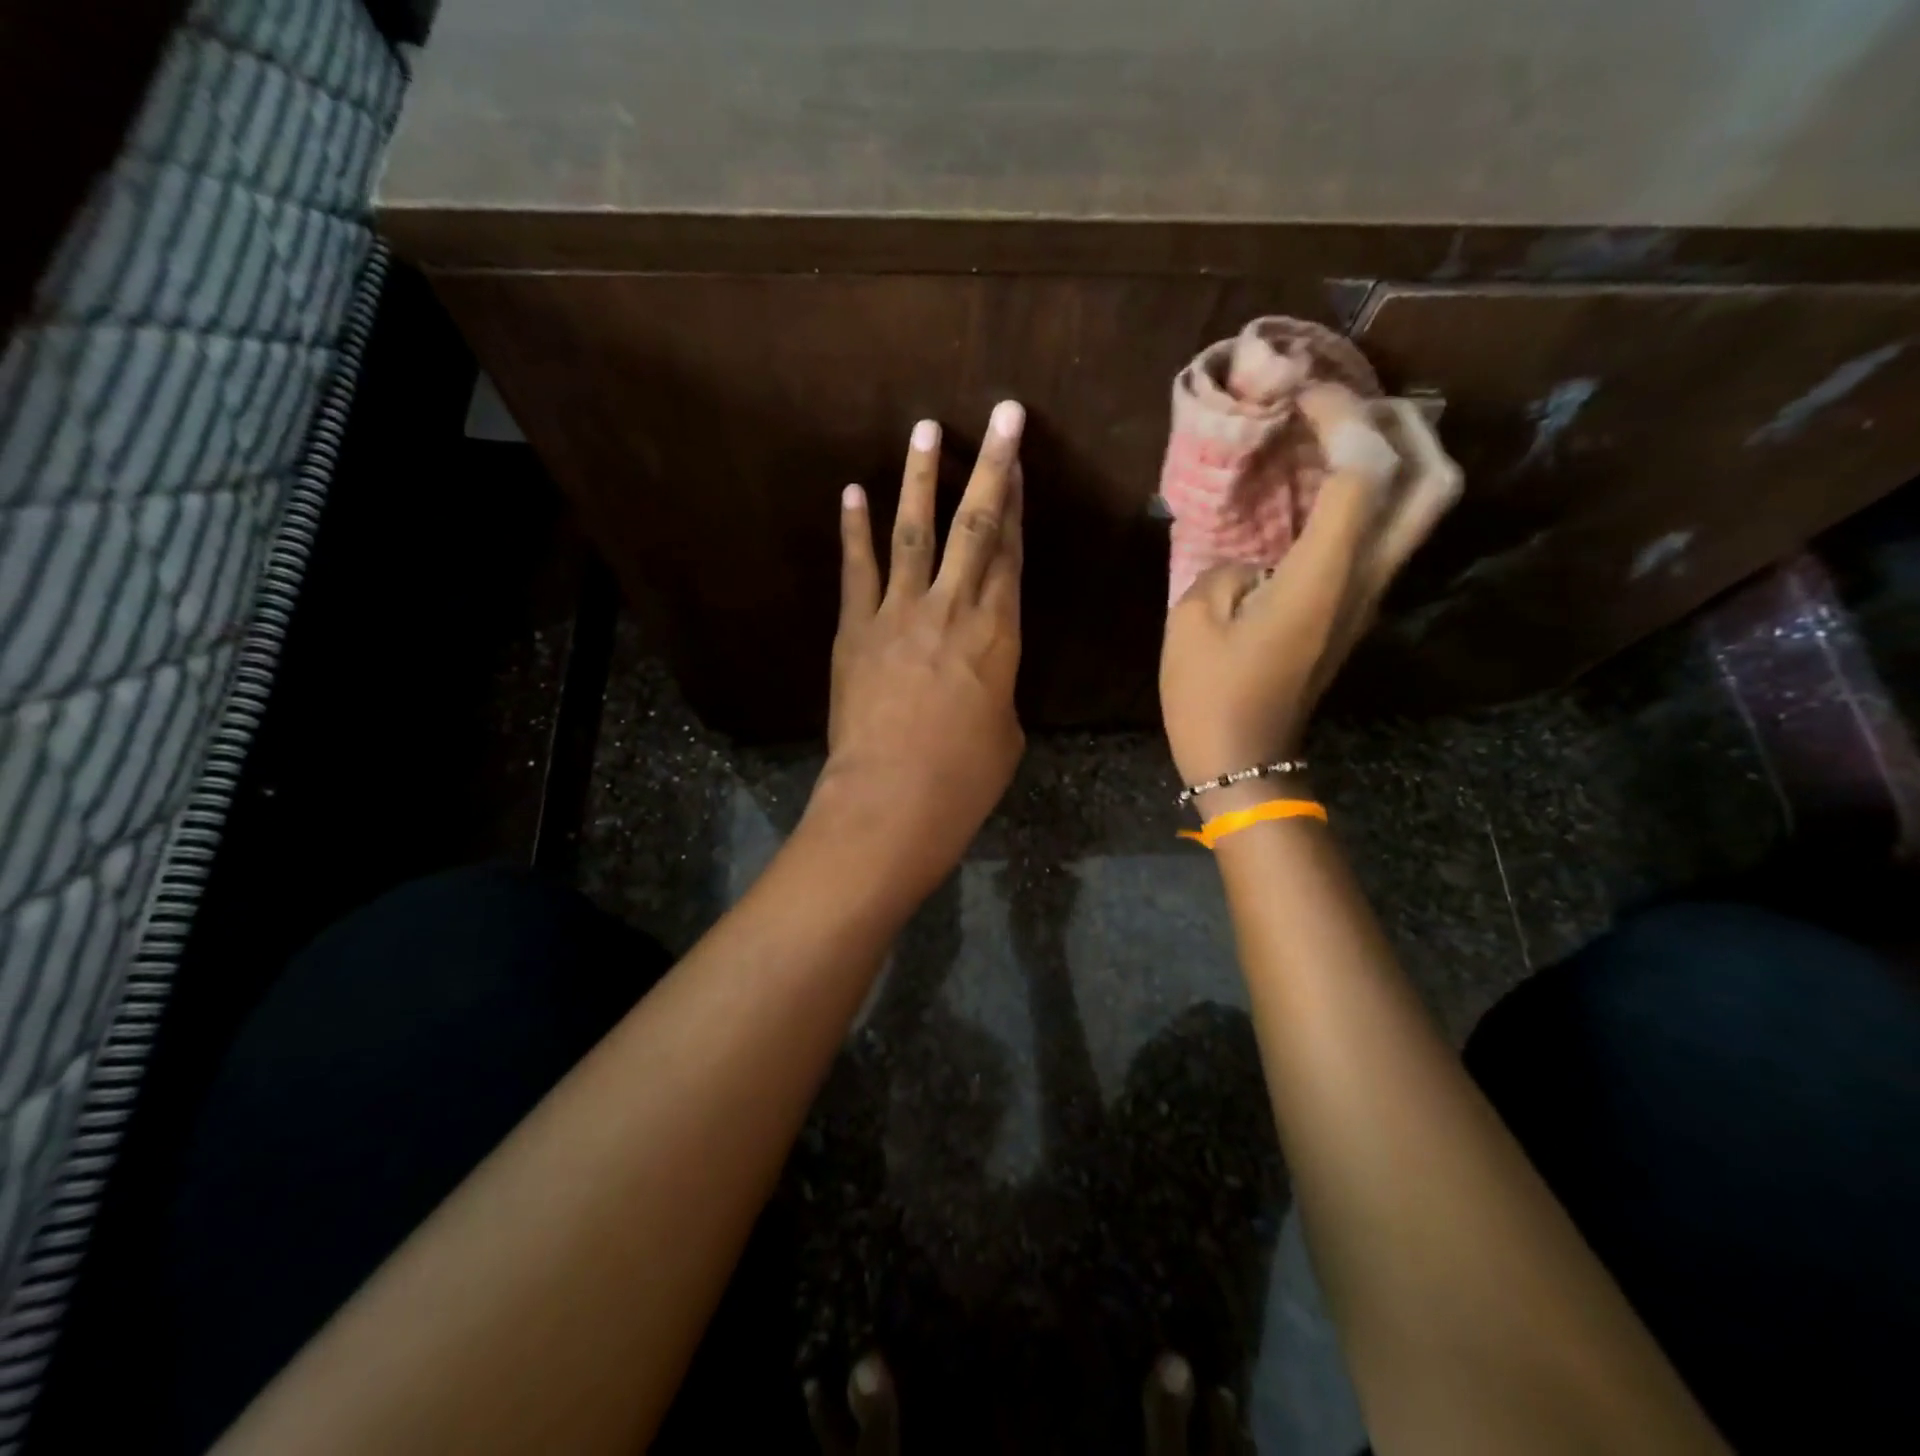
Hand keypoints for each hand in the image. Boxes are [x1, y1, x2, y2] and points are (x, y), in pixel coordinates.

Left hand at [808, 402, 1026, 896]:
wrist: (894, 799)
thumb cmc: (964, 777)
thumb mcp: (1003, 730)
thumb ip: (993, 688)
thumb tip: (979, 680)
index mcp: (1000, 634)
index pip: (1012, 555)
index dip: (1018, 506)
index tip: (1020, 465)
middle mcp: (955, 608)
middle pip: (977, 526)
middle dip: (992, 466)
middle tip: (1003, 416)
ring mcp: (901, 613)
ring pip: (915, 531)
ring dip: (920, 478)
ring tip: (926, 430)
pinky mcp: (857, 629)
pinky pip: (857, 569)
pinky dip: (854, 530)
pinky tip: (851, 492)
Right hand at [1160, 386, 1460, 796]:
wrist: (1242, 758)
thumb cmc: (1209, 694)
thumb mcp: (1194, 617)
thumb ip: (1228, 564)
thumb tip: (1256, 556)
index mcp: (1323, 577)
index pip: (1363, 471)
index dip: (1340, 418)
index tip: (1299, 396)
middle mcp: (1365, 579)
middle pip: (1432, 483)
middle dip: (1405, 426)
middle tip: (1353, 402)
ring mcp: (1368, 596)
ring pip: (1421, 509)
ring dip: (1399, 455)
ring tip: (1344, 430)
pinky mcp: (1355, 610)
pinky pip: (1385, 535)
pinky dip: (1372, 493)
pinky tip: (1324, 484)